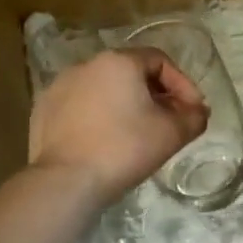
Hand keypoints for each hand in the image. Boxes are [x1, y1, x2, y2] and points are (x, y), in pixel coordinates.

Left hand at [29, 49, 207, 204]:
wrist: (66, 181)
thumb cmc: (124, 149)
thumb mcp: (172, 134)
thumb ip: (193, 117)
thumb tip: (198, 112)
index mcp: (119, 62)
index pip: (160, 60)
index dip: (182, 84)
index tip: (192, 110)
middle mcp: (87, 65)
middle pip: (130, 73)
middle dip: (154, 95)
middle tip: (168, 121)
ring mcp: (59, 86)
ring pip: (103, 89)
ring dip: (124, 105)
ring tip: (136, 133)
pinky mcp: (43, 110)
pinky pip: (80, 106)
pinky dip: (98, 117)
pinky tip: (104, 141)